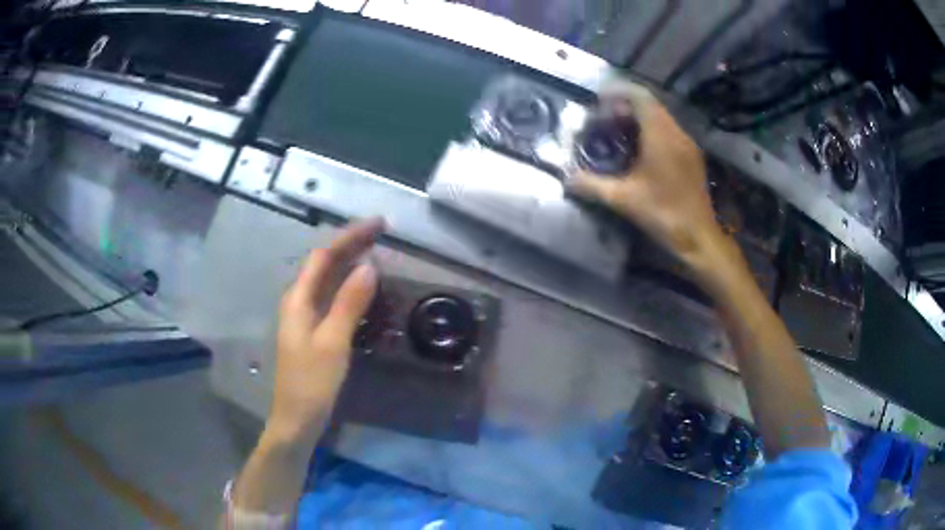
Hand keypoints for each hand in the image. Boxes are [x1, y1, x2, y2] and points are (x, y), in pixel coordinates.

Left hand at [268, 218, 384, 442]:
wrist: (297, 419)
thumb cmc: (311, 383)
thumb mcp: (332, 342)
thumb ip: (348, 303)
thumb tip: (369, 266)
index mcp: (298, 299)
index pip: (324, 256)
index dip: (350, 236)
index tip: (379, 224)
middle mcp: (299, 301)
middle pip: (325, 264)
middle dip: (352, 244)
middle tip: (383, 232)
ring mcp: (306, 316)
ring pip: (329, 279)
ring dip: (351, 262)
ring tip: (377, 250)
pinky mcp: (315, 331)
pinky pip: (333, 297)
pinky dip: (350, 285)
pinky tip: (364, 287)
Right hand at [568, 82, 724, 273]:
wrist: (699, 238)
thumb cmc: (663, 214)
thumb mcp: (622, 200)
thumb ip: (592, 185)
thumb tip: (566, 178)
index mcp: (660, 136)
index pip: (640, 97)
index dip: (618, 93)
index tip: (599, 101)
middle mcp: (677, 133)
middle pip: (650, 105)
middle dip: (625, 106)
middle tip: (604, 120)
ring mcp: (687, 144)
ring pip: (661, 118)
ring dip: (639, 119)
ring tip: (619, 133)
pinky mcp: (692, 157)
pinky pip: (670, 131)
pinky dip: (652, 131)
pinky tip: (640, 151)